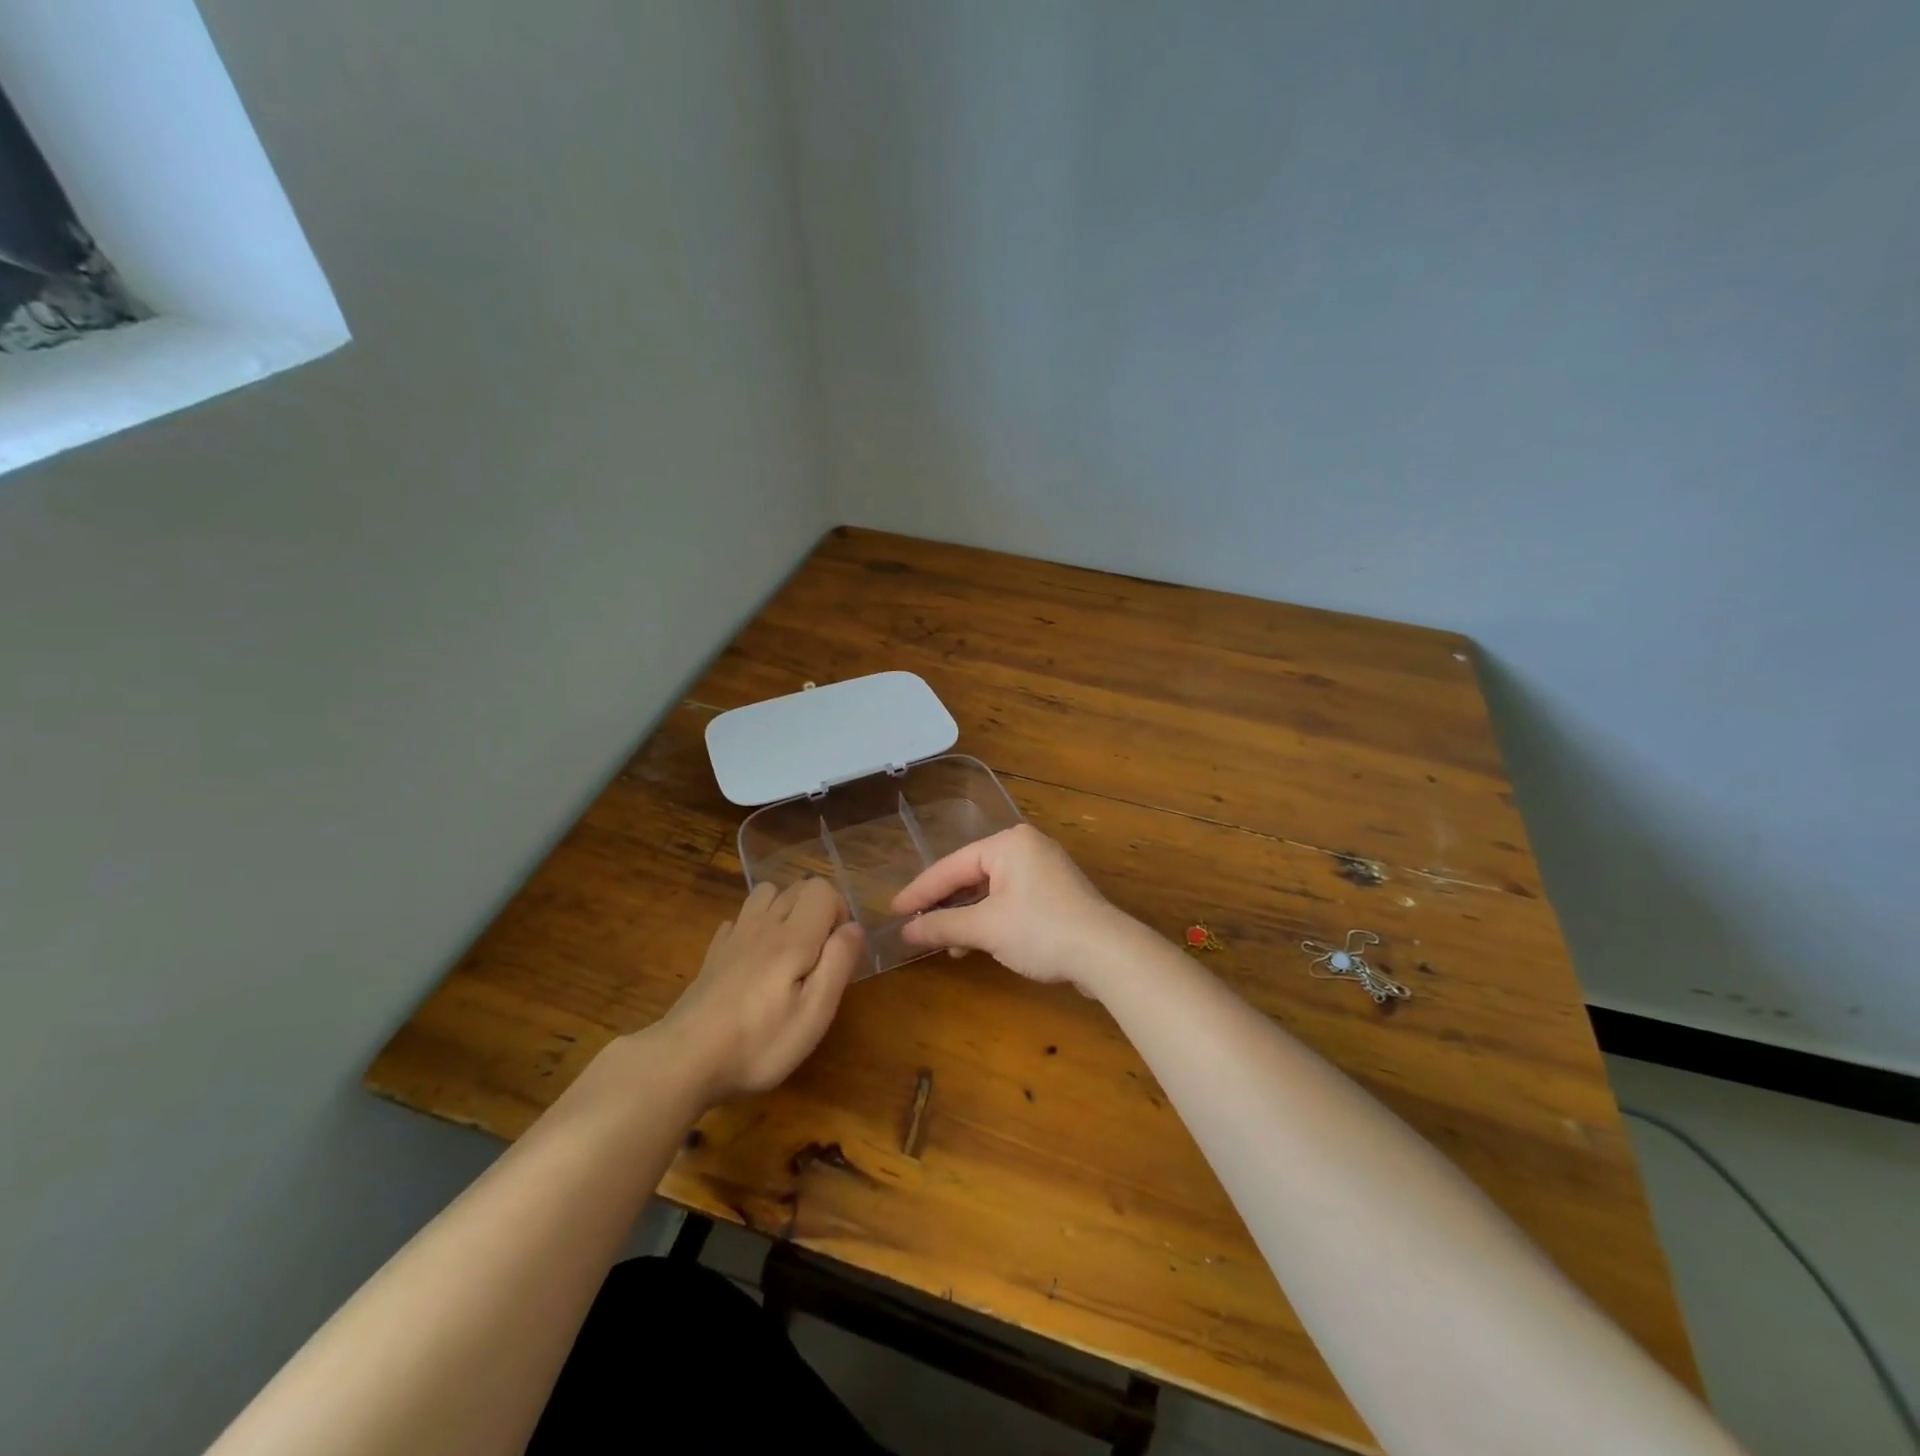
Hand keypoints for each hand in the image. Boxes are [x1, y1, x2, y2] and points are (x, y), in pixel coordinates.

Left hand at [659, 878, 864, 1103]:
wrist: (683, 1061)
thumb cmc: (758, 1043)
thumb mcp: (814, 1014)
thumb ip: (838, 963)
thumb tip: (854, 927)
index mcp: (793, 937)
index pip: (822, 889)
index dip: (839, 911)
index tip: (837, 951)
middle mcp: (763, 925)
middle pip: (796, 887)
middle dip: (817, 911)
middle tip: (818, 957)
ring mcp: (734, 937)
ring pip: (765, 894)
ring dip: (785, 910)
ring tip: (790, 952)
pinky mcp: (713, 954)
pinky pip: (739, 920)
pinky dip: (754, 927)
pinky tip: (754, 961)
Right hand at [891, 824, 1141, 992]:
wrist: (1106, 953)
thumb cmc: (1041, 930)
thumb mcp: (986, 928)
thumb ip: (943, 925)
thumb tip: (906, 931)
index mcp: (1008, 843)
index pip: (952, 865)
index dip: (920, 890)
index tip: (894, 910)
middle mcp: (1026, 848)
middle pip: (971, 875)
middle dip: (945, 904)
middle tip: (915, 925)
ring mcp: (1044, 870)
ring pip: (991, 890)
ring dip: (967, 916)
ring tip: (945, 943)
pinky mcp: (1056, 894)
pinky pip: (1010, 900)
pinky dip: (990, 919)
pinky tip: (977, 942)